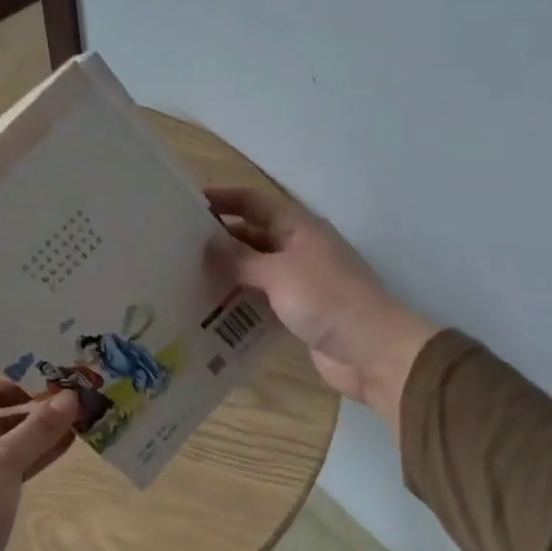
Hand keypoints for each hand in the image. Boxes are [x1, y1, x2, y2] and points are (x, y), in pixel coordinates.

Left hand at [0, 344, 77, 550]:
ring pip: (7, 426)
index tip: (37, 343)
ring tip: (81, 405)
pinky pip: (14, 456)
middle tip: (71, 374)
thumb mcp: (1, 463)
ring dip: (39, 417)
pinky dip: (38, 447)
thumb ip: (38, 428)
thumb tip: (72, 396)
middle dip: (30, 384)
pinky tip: (73, 439)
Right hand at [205, 186, 437, 430]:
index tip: (188, 206)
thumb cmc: (327, 300)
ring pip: (257, 270)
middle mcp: (299, 249)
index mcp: (299, 228)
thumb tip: (208, 246)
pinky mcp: (300, 313)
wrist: (372, 351)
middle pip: (254, 236)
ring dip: (229, 274)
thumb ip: (241, 259)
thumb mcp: (279, 273)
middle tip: (178, 250)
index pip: (255, 202)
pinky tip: (213, 312)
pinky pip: (263, 301)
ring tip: (187, 280)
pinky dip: (241, 304)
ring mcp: (301, 282)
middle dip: (221, 240)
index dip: (224, 199)